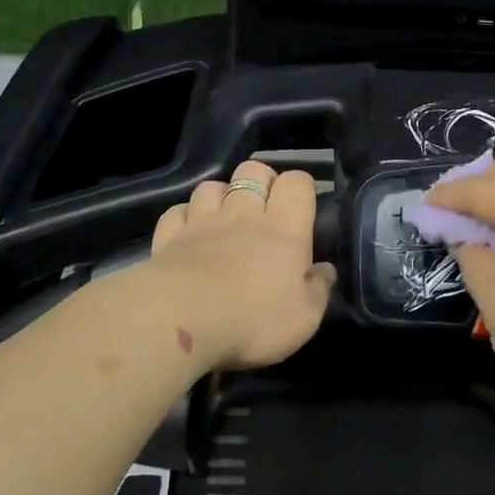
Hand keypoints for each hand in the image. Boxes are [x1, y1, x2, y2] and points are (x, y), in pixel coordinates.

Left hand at [146, 160, 335, 371]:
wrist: (183, 324)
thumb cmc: (254, 320)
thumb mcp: (305, 317)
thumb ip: (318, 288)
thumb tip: (325, 269)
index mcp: (284, 228)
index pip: (297, 182)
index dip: (301, 187)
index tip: (302, 207)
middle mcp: (243, 213)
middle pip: (253, 170)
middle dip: (261, 180)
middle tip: (265, 206)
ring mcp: (202, 221)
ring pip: (212, 186)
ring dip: (221, 195)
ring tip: (224, 216)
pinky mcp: (169, 237)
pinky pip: (177, 212)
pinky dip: (184, 216)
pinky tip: (188, 231)